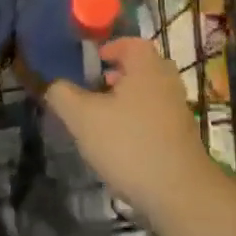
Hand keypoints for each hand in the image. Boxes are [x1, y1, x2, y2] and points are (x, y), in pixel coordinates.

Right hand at [46, 37, 215, 223]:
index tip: (92, 62)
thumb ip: (63, 96)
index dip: (110, 48)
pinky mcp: (183, 136)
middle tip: (96, 88)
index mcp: (146, 65)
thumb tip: (52, 85)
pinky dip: (140, 120)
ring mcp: (179, 108)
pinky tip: (123, 144)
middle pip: (141, 67)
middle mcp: (167, 80)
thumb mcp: (83, 119)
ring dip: (128, 100)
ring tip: (104, 118)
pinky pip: (157, 116)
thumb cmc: (129, 144)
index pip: (130, 43)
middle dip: (118, 75)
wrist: (180, 193)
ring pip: (149, 93)